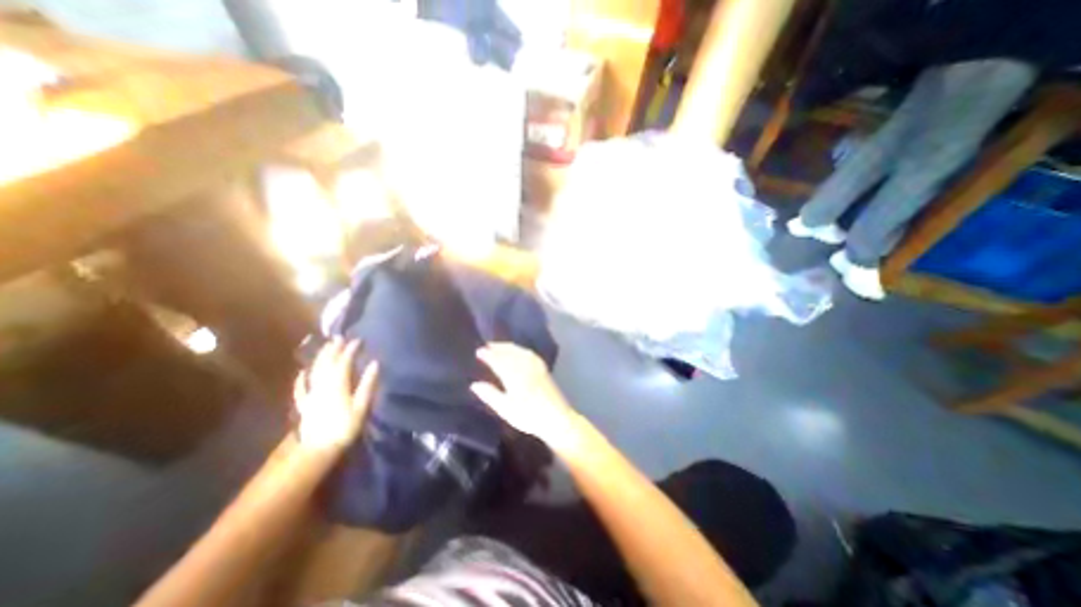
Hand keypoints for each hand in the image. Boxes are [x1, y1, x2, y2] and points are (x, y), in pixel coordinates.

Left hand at [293, 339, 375, 452]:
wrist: (318, 449)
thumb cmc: (344, 427)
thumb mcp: (361, 406)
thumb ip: (367, 384)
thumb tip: (374, 364)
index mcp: (337, 384)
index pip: (344, 362)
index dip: (350, 350)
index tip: (358, 340)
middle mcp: (322, 385)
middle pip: (327, 363)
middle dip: (333, 349)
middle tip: (339, 337)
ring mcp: (311, 395)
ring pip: (314, 371)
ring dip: (320, 358)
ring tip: (325, 347)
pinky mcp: (304, 405)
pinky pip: (300, 388)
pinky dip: (301, 379)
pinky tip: (302, 372)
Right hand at [466, 343, 583, 452]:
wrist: (557, 418)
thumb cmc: (528, 416)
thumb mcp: (506, 409)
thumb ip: (490, 395)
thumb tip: (474, 384)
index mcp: (513, 375)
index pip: (498, 360)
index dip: (488, 355)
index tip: (479, 351)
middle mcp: (524, 366)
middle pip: (509, 352)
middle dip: (498, 347)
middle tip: (487, 345)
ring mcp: (535, 366)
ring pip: (519, 351)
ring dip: (508, 346)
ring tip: (499, 346)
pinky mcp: (543, 368)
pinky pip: (529, 353)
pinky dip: (520, 349)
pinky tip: (519, 351)